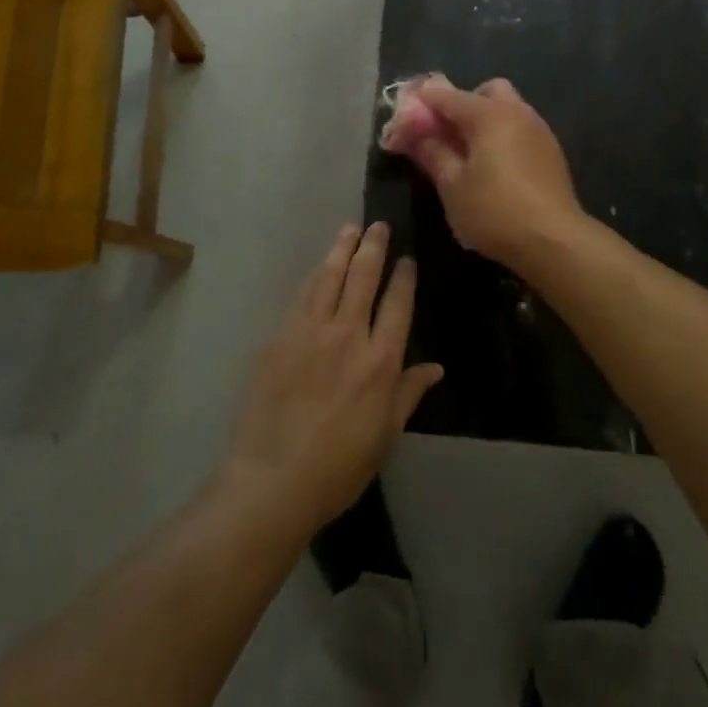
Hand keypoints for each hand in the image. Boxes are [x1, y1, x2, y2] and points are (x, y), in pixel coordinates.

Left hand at [220, 223, 441, 537]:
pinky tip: (320, 267)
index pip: (397, 304)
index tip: (407, 258)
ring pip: (330, 278)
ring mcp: (309, 332)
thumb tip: (435, 367)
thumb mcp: (385, 435)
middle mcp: (347, 335)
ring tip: (350, 229)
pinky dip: (315, 276)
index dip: (403, 277)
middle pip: (363, 278)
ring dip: (342, 250)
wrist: (271, 480)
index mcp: (380, 361)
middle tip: (378, 226)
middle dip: (373, 248)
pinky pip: (302, 297)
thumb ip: (408, 394)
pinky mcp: (279, 337)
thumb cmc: (338, 467)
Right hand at [400, 78, 585, 270]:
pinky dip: (503, 135)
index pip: (447, 96)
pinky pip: (521, 128)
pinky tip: (494, 166)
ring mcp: (539, 130)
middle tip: (446, 132)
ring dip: (485, 120)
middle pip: (486, 91)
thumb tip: (417, 135)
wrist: (555, 240)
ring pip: (508, 108)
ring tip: (468, 153)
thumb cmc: (494, 211)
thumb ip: (433, 153)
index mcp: (489, 115)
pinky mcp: (551, 151)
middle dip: (463, 104)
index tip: (404, 115)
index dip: (422, 103)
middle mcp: (517, 112)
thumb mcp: (452, 186)